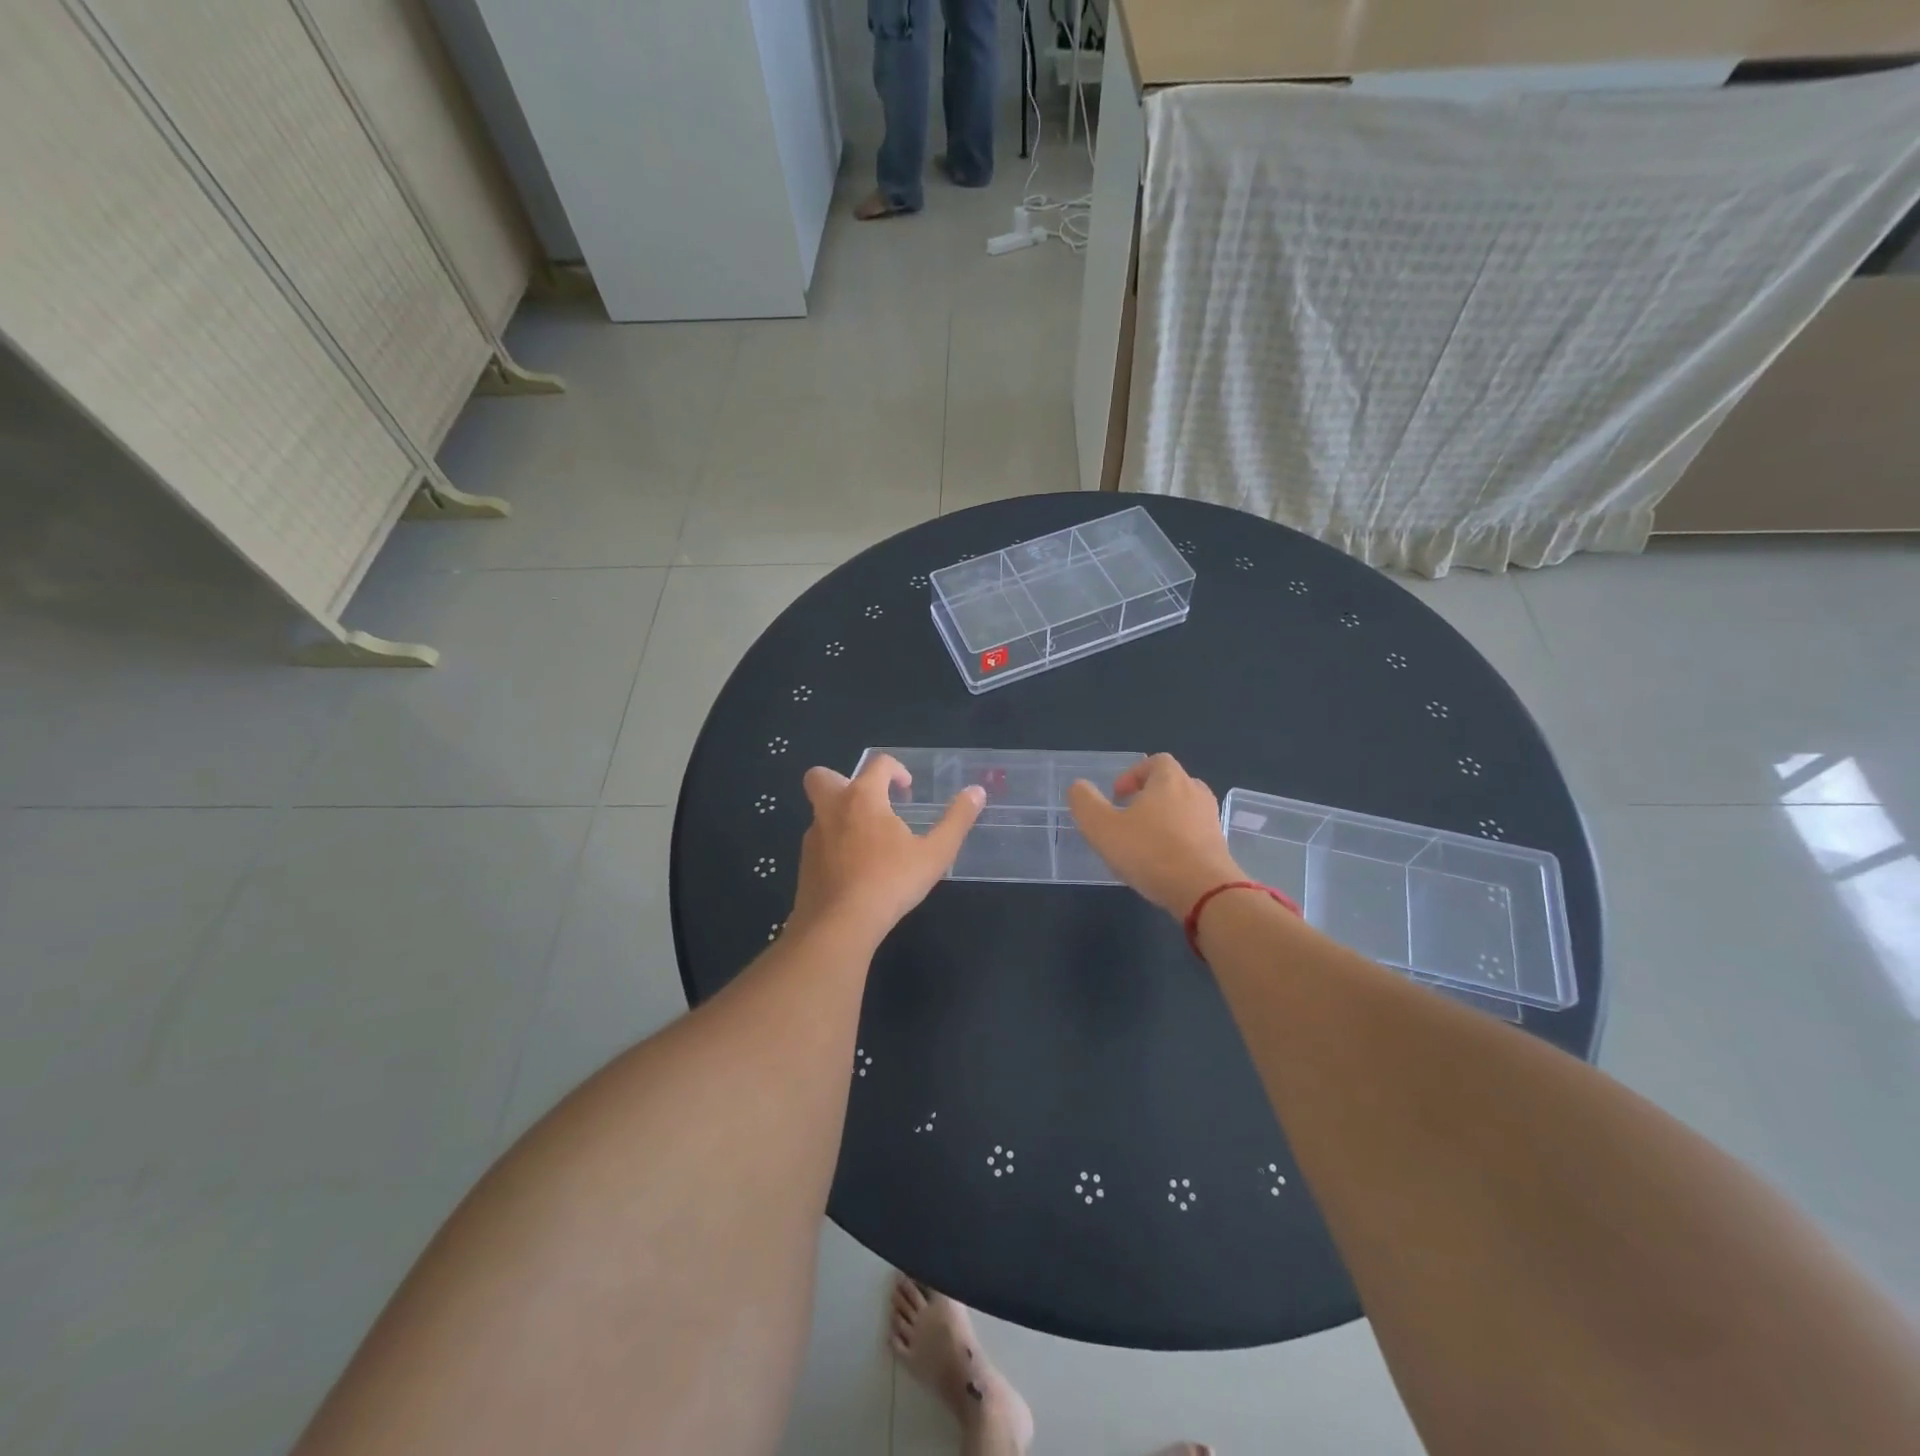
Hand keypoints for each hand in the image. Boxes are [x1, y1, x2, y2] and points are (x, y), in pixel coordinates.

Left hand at [789, 754, 984, 943]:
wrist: (839, 926)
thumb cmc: (890, 882)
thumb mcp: (935, 853)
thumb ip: (956, 820)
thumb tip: (976, 792)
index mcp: (863, 798)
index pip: (877, 764)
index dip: (895, 769)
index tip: (907, 788)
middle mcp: (831, 809)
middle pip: (822, 776)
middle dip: (842, 779)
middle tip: (871, 803)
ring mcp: (813, 837)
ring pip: (821, 812)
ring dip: (841, 815)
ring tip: (871, 842)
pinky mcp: (804, 864)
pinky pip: (819, 842)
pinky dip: (834, 845)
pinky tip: (856, 869)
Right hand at [1068, 753, 1244, 916]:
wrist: (1204, 891)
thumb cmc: (1150, 852)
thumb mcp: (1102, 827)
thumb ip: (1085, 803)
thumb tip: (1079, 787)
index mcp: (1170, 780)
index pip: (1156, 762)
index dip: (1134, 774)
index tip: (1118, 796)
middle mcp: (1195, 793)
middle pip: (1172, 784)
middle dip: (1149, 797)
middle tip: (1128, 818)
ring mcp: (1211, 820)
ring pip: (1184, 810)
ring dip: (1164, 820)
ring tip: (1143, 843)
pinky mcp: (1219, 847)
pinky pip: (1194, 835)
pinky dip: (1178, 841)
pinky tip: (1161, 864)